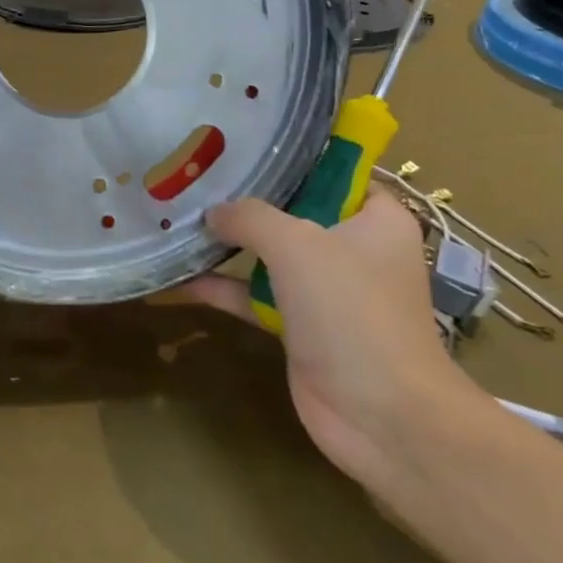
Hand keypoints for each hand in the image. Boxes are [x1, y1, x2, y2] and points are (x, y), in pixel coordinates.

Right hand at [186, 187, 484, 485]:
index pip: (335, 172)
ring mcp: (327, 291)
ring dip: (230, 245)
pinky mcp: (303, 327)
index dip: (291, 158)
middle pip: (294, 212)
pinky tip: (180, 278)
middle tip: (198, 179)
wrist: (381, 415)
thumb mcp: (297, 245)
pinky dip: (224, 288)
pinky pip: (256, 296)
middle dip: (248, 200)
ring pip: (271, 255)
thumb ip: (250, 217)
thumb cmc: (351, 310)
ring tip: (180, 220)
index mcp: (376, 219)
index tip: (242, 146)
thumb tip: (213, 212)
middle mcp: (354, 249)